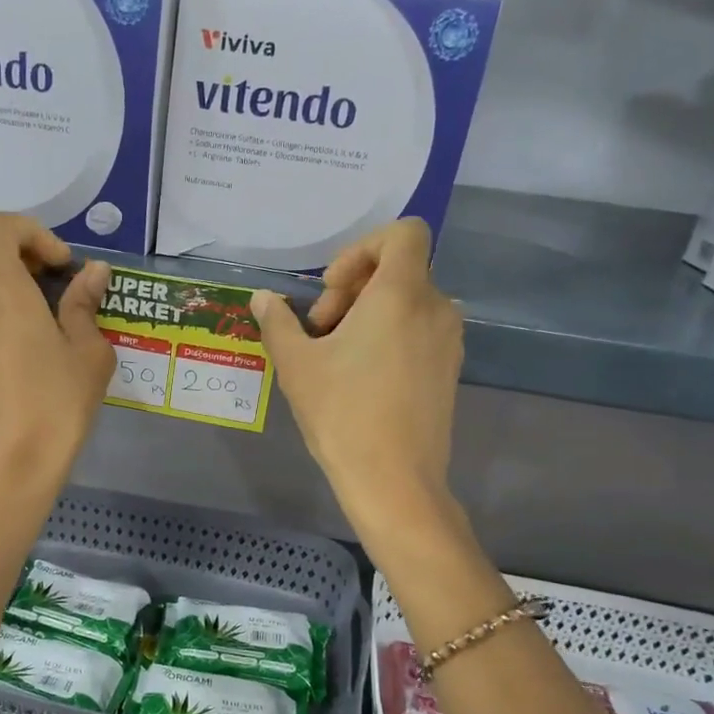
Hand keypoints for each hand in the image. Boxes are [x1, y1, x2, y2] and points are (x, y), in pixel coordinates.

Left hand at [0, 215, 112, 493]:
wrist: (14, 461)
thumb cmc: (58, 404)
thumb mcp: (89, 353)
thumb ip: (86, 304)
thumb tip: (95, 270)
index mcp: (1, 287)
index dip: (34, 233)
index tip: (63, 266)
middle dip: (3, 239)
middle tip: (39, 269)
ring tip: (24, 293)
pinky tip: (7, 328)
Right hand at [252, 219, 462, 540]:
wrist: (394, 481)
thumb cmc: (342, 414)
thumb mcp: (296, 364)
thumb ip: (278, 321)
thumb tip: (263, 298)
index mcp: (402, 294)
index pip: (403, 232)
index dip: (362, 248)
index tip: (331, 290)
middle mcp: (435, 307)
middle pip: (399, 268)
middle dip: (354, 288)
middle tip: (321, 331)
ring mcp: (449, 340)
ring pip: (408, 301)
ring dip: (369, 314)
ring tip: (336, 357)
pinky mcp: (450, 368)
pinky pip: (419, 329)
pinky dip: (390, 335)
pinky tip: (361, 377)